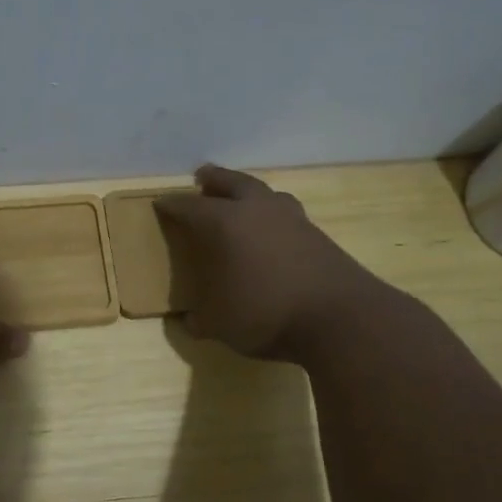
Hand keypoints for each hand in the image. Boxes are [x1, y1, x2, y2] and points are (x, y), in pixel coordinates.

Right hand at [156, 165, 387, 362]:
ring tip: (241, 199)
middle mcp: (257, 211)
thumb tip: (190, 320)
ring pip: (265, 193)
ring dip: (248, 192)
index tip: (161, 203)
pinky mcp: (317, 235)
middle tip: (203, 177)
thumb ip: (201, 319)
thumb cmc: (266, 314)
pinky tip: (271, 231)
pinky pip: (286, 213)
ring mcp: (292, 219)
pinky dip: (272, 215)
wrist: (340, 318)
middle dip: (215, 179)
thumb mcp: (220, 324)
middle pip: (232, 183)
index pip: (190, 207)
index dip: (172, 205)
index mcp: (224, 223)